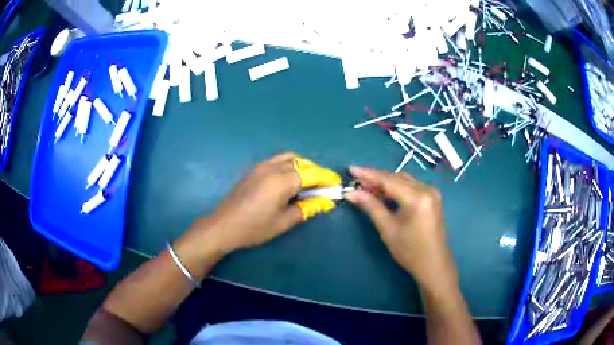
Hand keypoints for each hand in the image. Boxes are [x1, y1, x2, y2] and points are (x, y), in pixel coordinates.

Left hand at [191, 153, 341, 252]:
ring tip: (308, 181)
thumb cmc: (255, 227)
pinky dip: (290, 165)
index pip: (313, 174)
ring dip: (303, 166)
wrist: (224, 225)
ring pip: (289, 158)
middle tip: (324, 187)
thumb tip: (324, 202)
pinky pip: (278, 160)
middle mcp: (274, 167)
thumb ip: (306, 208)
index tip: (337, 185)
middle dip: (317, 172)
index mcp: (284, 180)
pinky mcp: (254, 169)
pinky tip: (290, 180)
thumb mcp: (284, 221)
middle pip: (302, 163)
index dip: (327, 178)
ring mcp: (262, 166)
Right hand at [345, 167, 456, 289]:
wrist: (433, 264)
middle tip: (357, 181)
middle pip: (396, 177)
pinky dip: (397, 187)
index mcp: (417, 197)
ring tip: (367, 186)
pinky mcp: (432, 197)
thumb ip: (371, 207)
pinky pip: (411, 186)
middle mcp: (426, 189)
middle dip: (376, 178)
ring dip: (386, 182)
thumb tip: (352, 193)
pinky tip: (385, 192)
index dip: (368, 174)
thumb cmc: (410, 251)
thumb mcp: (388, 229)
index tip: (351, 170)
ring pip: (404, 180)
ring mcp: (432, 192)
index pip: (388, 180)